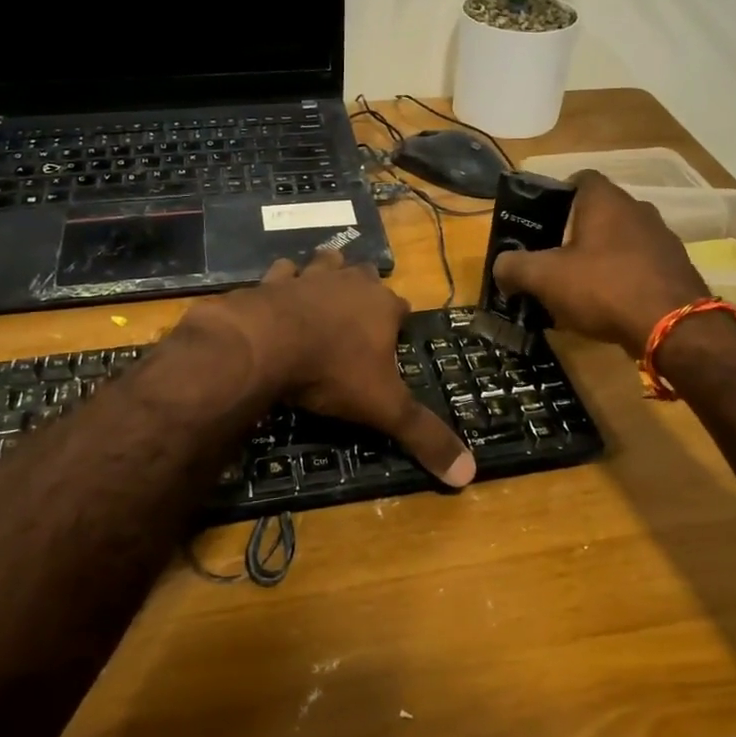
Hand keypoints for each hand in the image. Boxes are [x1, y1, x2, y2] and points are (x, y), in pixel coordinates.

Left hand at [186, 249, 476, 486]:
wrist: (265, 345)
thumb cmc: (333, 371)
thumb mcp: (384, 408)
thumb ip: (424, 435)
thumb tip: (470, 473)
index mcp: (383, 306)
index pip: (402, 306)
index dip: (400, 322)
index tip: (395, 340)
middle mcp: (350, 282)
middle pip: (367, 276)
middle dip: (366, 291)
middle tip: (360, 317)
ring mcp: (310, 276)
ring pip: (327, 263)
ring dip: (328, 274)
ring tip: (324, 293)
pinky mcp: (272, 280)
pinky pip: (282, 271)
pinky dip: (283, 281)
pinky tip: (279, 295)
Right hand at [492, 171, 708, 355]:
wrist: (674, 328)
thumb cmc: (604, 287)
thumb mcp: (545, 278)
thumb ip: (515, 267)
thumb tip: (500, 267)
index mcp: (605, 200)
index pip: (579, 179)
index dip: (556, 195)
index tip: (539, 220)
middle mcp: (638, 209)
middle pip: (598, 211)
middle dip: (573, 231)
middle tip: (550, 257)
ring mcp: (662, 238)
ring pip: (620, 239)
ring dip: (599, 256)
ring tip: (577, 285)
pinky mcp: (676, 268)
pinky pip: (639, 264)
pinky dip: (622, 276)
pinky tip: (608, 304)